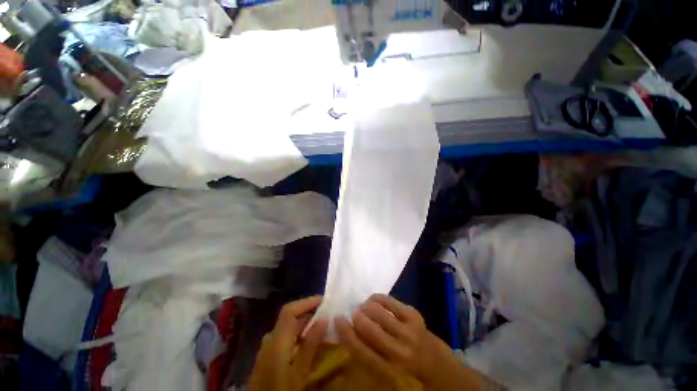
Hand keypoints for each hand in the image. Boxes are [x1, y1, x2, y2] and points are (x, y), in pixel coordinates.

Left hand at [249, 296, 328, 390]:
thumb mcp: (298, 372)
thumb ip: (310, 345)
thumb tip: (324, 319)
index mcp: (277, 339)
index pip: (290, 310)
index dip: (307, 301)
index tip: (324, 300)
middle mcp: (271, 338)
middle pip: (289, 316)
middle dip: (308, 310)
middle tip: (326, 310)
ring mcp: (268, 346)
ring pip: (288, 325)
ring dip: (305, 320)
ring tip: (322, 322)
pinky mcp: (269, 354)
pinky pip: (286, 335)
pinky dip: (299, 331)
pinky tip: (309, 339)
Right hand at [336, 294, 486, 390]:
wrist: (447, 374)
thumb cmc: (414, 379)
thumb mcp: (390, 377)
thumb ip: (372, 357)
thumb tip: (354, 333)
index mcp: (389, 371)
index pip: (360, 349)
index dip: (346, 333)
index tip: (338, 320)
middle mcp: (398, 351)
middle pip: (368, 328)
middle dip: (357, 317)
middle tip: (354, 313)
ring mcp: (408, 331)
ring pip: (379, 312)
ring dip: (367, 306)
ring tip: (364, 306)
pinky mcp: (415, 317)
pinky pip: (392, 302)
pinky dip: (379, 298)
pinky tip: (375, 299)